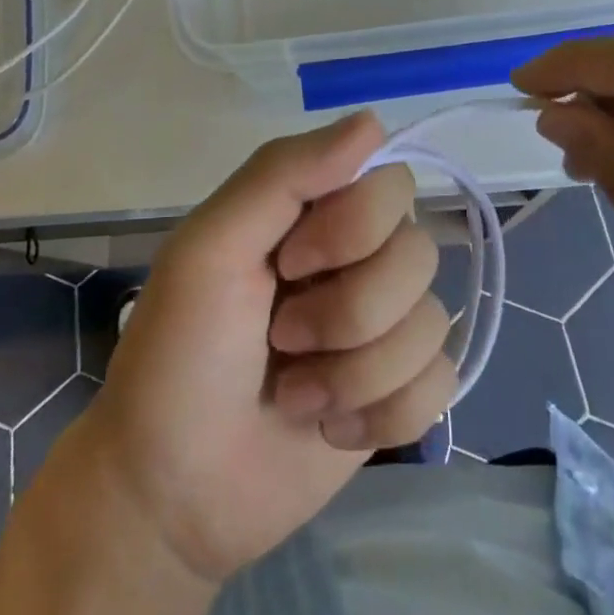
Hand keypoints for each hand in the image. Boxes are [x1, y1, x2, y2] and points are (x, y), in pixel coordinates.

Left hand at [82, 112, 456, 584]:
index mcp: (312, 213)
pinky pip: (442, 382)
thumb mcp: (211, 246)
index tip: (290, 265)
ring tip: (297, 395)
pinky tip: (331, 429)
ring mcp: (381, 327)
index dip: (352, 229)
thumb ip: (283, 173)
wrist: (171, 495)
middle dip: (349, 311)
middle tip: (282, 339)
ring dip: (357, 372)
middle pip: (418, 253)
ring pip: (432, 322)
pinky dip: (384, 415)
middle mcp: (356, 258)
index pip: (389, 183)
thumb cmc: (179, 354)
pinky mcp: (399, 393)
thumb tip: (372, 119)